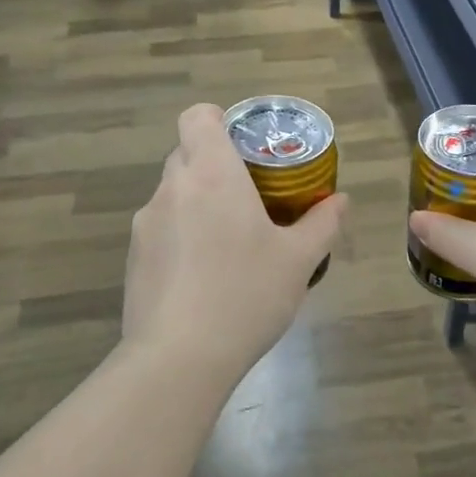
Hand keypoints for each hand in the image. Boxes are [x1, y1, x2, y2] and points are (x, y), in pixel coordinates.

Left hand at [123, 103, 346, 382]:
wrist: (178, 359)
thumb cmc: (246, 295)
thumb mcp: (298, 260)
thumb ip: (322, 223)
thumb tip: (342, 201)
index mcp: (212, 174)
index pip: (198, 117)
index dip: (218, 120)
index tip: (243, 145)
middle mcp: (172, 188)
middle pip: (187, 153)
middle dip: (216, 165)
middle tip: (250, 196)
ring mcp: (146, 224)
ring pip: (174, 193)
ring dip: (198, 203)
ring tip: (229, 244)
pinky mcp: (133, 258)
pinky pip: (161, 228)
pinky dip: (181, 236)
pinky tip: (204, 277)